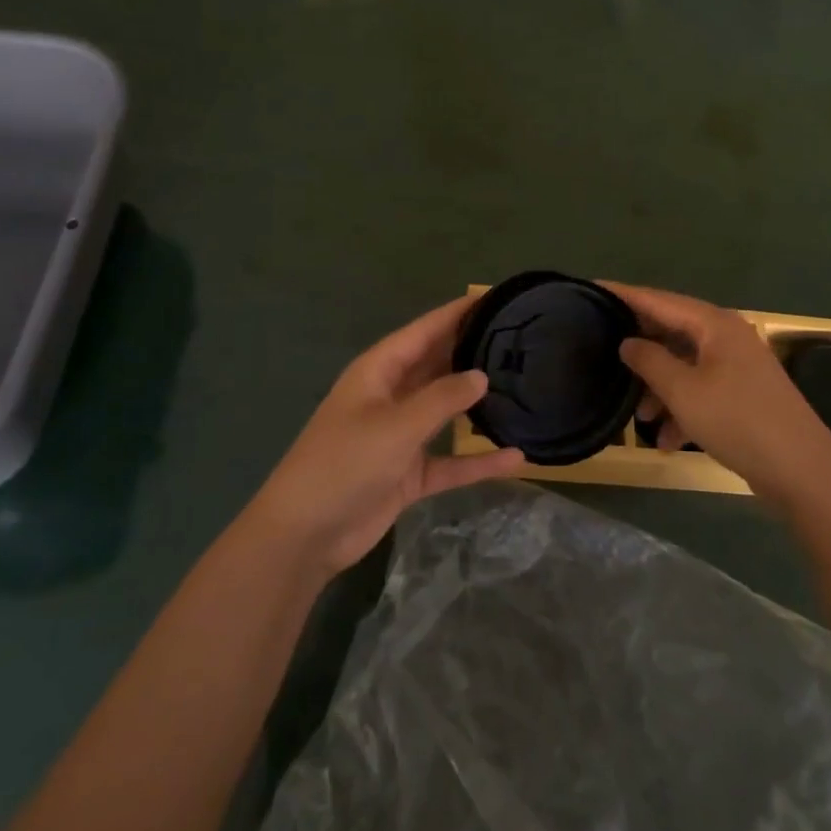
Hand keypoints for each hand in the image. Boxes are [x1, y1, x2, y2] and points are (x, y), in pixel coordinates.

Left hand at [251, 294, 525, 576]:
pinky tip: (516, 457)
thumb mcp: (396, 425)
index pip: (424, 330)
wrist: (306, 533)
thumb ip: (442, 398)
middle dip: (472, 353)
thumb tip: (482, 375)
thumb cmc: (345, 464)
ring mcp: (400, 435)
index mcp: (379, 371)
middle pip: (437, 365)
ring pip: (446, 411)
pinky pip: (451, 460)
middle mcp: (391, 396)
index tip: (496, 297)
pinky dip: (478, 460)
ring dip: (477, 403)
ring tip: (524, 387)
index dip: (457, 313)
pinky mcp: (409, 473)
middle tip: (520, 342)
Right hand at [604, 282, 830, 508]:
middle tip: (602, 353)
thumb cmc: (737, 421)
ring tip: (640, 419)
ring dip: (660, 389)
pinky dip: (682, 409)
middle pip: (671, 331)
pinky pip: (701, 390)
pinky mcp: (743, 394)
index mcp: (713, 324)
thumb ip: (648, 360)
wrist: (802, 471)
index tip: (591, 289)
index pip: (658, 299)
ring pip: (684, 365)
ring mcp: (737, 365)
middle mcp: (726, 336)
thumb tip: (627, 341)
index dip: (623, 295)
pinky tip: (668, 441)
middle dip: (640, 350)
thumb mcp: (682, 391)